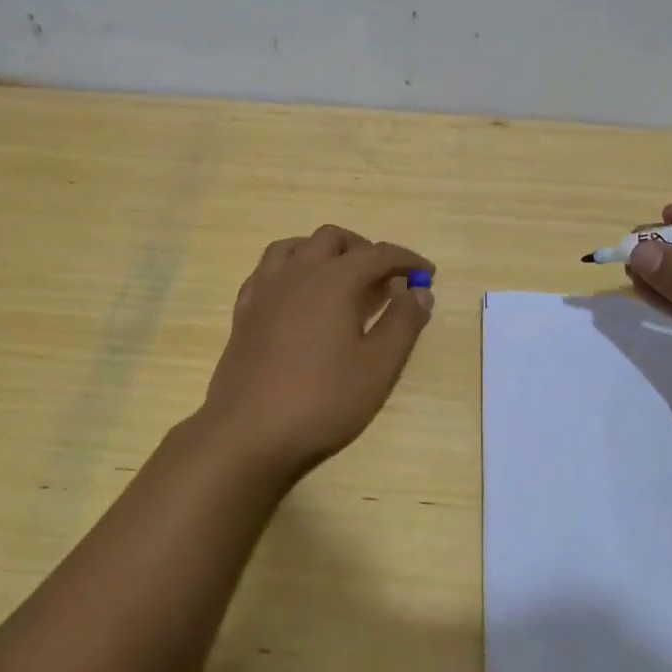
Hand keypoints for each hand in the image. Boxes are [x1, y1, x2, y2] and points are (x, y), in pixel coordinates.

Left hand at [195, 225, 434, 483]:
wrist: (248, 433)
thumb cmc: (322, 400)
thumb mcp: (378, 367)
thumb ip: (404, 323)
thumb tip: (421, 291)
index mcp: (333, 280)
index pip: (377, 254)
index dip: (406, 260)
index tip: (427, 273)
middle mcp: (297, 273)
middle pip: (332, 238)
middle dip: (364, 249)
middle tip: (384, 277)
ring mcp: (265, 289)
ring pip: (294, 246)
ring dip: (323, 251)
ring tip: (341, 277)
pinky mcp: (244, 310)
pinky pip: (268, 269)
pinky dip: (291, 269)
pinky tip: (298, 295)